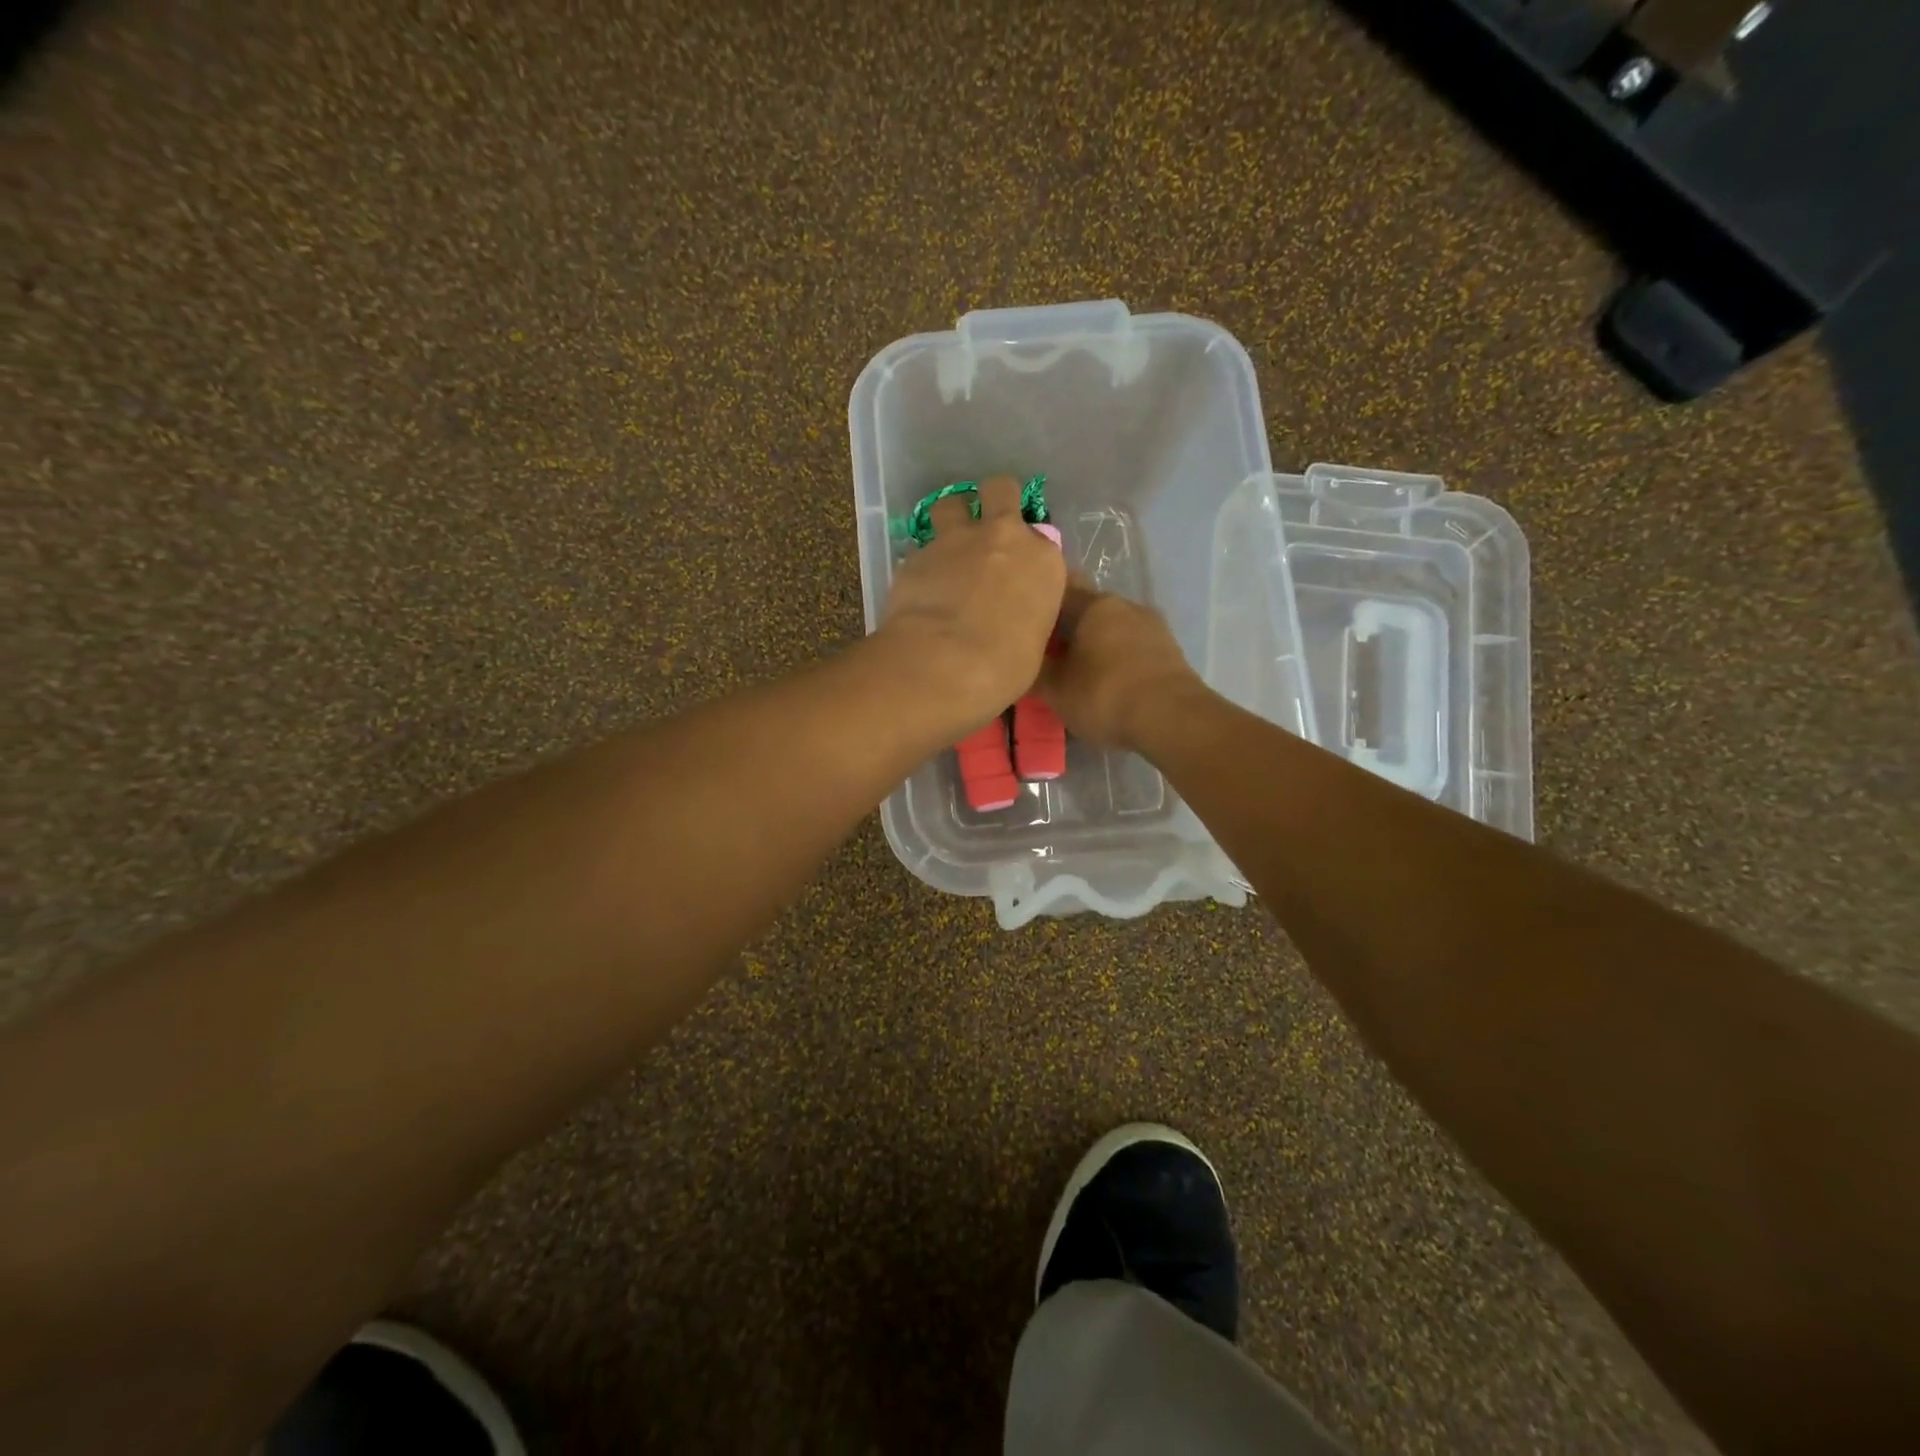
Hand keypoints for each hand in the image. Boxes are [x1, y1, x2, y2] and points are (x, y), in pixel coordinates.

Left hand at [876, 475, 1066, 732]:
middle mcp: (1003, 537)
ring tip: (947, 548)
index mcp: (1043, 560)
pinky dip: (923, 564)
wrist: (947, 662)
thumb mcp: (1034, 644)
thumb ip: (1026, 616)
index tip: (1019, 575)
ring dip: (951, 519)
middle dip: (994, 501)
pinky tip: (920, 590)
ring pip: (951, 504)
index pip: (1042, 541)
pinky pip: (921, 549)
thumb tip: (1013, 621)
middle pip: (1000, 490)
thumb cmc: (1005, 666)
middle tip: (986, 526)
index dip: (1027, 554)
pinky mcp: (916, 555)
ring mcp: (956, 540)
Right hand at [1037, 584, 1206, 749]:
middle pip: (1087, 610)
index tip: (1023, 623)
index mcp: (1095, 604)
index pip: (1059, 590)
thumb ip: (1035, 671)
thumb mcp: (1056, 690)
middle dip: (1067, 629)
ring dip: (1094, 645)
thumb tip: (1021, 661)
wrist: (1174, 720)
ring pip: (1112, 629)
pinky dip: (1117, 660)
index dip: (1038, 605)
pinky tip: (1108, 682)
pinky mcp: (1170, 652)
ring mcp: (1153, 627)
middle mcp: (1125, 605)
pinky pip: (1132, 648)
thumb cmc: (1105, 696)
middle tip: (1046, 654)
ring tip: (1077, 671)